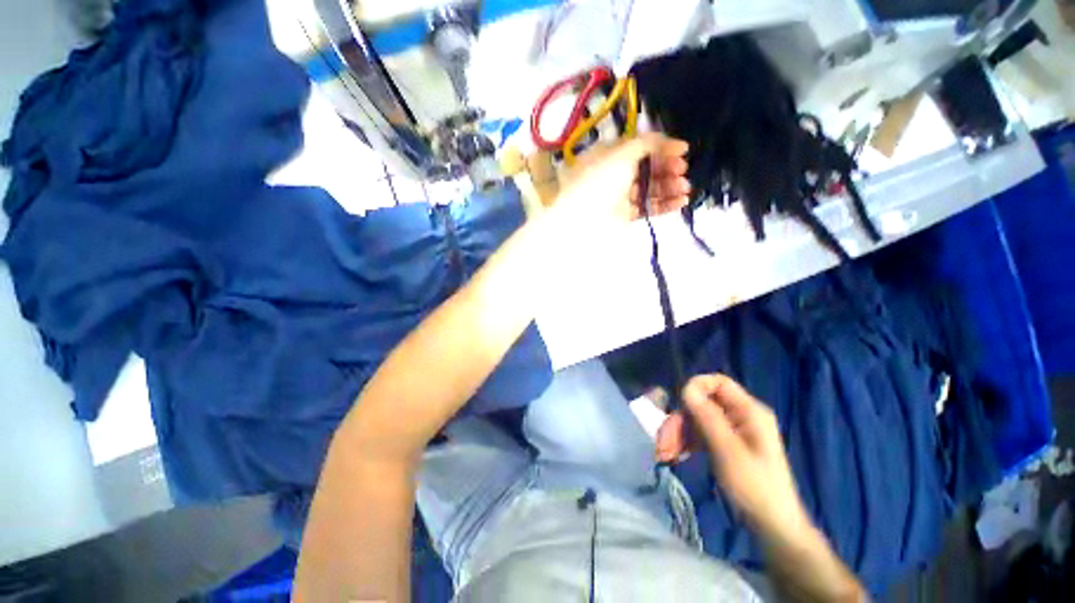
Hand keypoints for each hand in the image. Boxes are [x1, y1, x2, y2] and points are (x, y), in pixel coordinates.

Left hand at [546, 134, 689, 231]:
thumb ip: (646, 143)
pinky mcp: (624, 215)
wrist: (580, 220)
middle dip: (666, 168)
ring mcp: (619, 196)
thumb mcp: (621, 154)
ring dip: (669, 187)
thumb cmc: (599, 182)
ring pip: (648, 189)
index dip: (662, 147)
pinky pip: (646, 207)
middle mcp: (615, 173)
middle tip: (683, 172)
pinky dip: (664, 205)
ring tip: (685, 189)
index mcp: (610, 154)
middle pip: (646, 168)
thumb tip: (669, 141)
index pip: (640, 147)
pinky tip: (681, 202)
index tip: (683, 151)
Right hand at [656, 374, 810, 538]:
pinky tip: (674, 455)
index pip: (718, 382)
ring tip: (664, 454)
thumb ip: (707, 416)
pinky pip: (699, 434)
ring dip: (678, 433)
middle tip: (663, 440)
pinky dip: (685, 442)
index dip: (696, 388)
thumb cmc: (754, 486)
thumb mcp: (728, 450)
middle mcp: (739, 416)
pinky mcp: (724, 444)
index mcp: (749, 411)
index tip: (678, 405)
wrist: (771, 526)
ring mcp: (732, 430)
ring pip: (696, 419)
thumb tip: (687, 387)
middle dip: (680, 419)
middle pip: (701, 403)